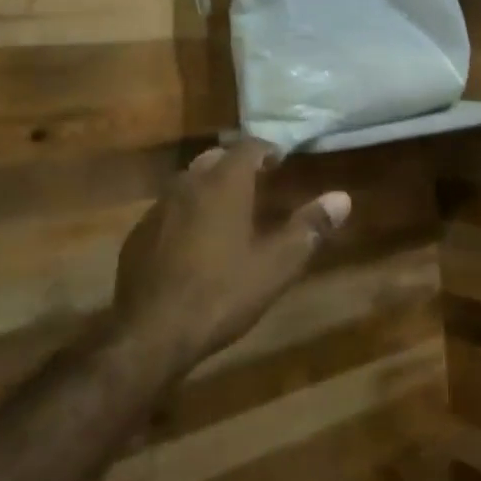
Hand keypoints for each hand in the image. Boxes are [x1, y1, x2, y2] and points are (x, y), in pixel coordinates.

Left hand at [112, 140, 350, 379]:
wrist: (150, 334)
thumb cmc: (221, 293)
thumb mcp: (276, 265)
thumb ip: (309, 228)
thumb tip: (342, 198)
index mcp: (224, 184)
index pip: (248, 147)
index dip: (267, 150)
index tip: (280, 160)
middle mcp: (188, 185)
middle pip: (215, 159)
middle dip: (237, 165)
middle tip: (258, 183)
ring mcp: (157, 209)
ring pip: (188, 183)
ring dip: (210, 187)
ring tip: (228, 211)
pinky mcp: (137, 235)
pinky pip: (168, 210)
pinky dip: (186, 213)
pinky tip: (193, 242)